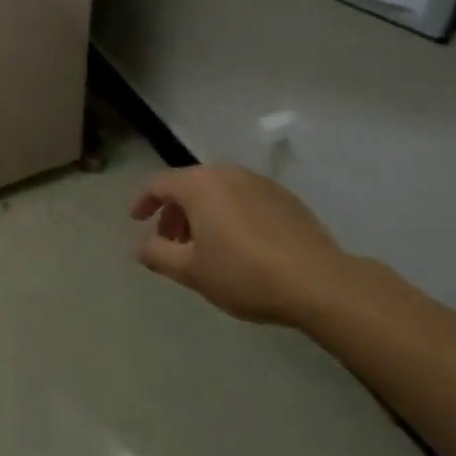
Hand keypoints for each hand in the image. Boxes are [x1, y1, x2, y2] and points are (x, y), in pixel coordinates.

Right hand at [130, 164, 351, 326]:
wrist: (319, 282)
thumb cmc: (244, 273)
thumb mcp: (191, 271)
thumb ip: (158, 254)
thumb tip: (141, 246)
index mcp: (199, 184)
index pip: (159, 183)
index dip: (143, 201)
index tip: (137, 220)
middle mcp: (226, 173)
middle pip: (189, 185)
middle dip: (175, 212)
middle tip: (172, 242)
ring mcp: (258, 182)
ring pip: (218, 191)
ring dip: (203, 213)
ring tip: (206, 246)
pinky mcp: (285, 197)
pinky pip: (244, 198)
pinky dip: (231, 214)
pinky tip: (241, 245)